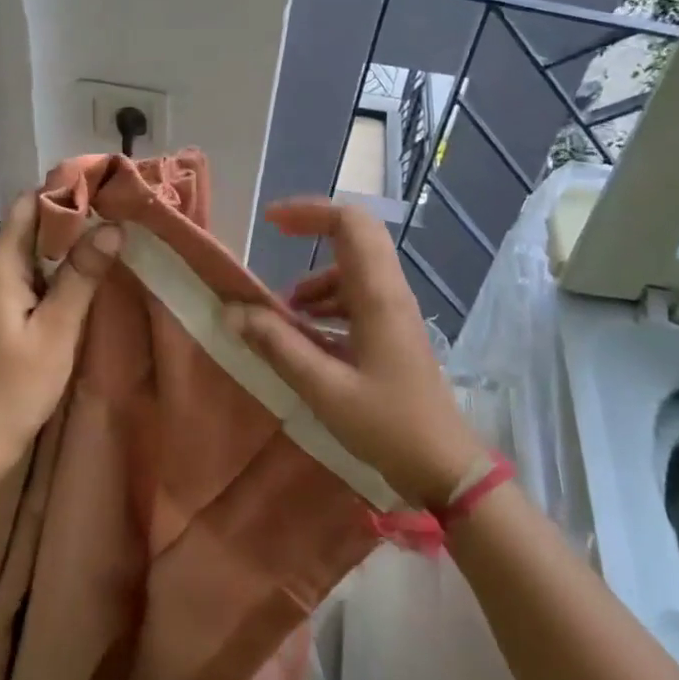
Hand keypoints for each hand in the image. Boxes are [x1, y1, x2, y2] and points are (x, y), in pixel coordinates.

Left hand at [0, 191, 122, 472]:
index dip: (69, 190)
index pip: (32, 204)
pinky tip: (89, 280)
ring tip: (116, 241)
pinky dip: (59, 272)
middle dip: (76, 216)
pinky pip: (31, 277)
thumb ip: (82, 276)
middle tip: (123, 215)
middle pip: (33, 225)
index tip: (111, 188)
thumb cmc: (12, 388)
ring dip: (70, 245)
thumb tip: (112, 227)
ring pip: (34, 252)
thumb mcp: (56, 330)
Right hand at [223, 199, 485, 507]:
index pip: (350, 224)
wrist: (445, 467)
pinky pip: (356, 298)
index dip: (310, 212)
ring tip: (282, 313)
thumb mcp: (324, 389)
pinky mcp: (393, 332)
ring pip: (353, 269)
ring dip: (315, 278)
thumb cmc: (387, 425)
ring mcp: (394, 312)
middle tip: (275, 237)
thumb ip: (278, 346)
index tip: (271, 221)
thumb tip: (234, 311)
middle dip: (312, 229)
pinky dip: (327, 303)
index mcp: (377, 296)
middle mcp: (389, 293)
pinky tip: (307, 336)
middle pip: (355, 236)